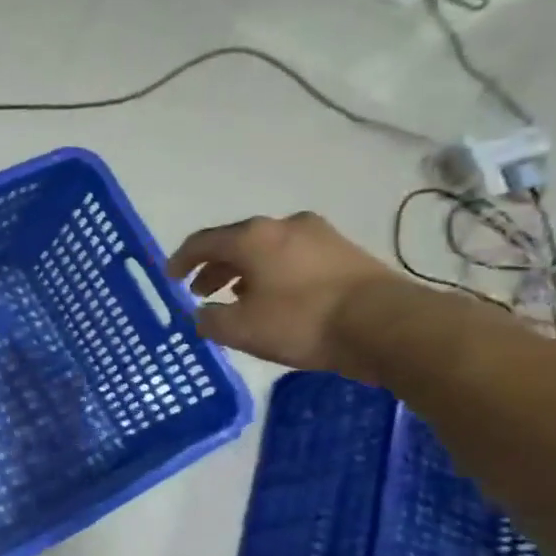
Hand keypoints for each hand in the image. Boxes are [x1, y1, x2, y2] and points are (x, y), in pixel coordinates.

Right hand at [165, 213, 402, 371]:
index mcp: (252, 237)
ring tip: (237, 298)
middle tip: (202, 292)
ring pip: (267, 250)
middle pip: (237, 242)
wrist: (386, 324)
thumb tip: (202, 314)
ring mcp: (319, 236)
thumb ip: (210, 320)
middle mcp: (283, 225)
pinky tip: (275, 299)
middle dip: (215, 267)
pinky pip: (294, 259)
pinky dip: (274, 274)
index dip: (181, 260)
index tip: (170, 277)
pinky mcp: (345, 253)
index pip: (203, 241)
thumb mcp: (242, 329)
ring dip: (245, 272)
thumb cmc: (302, 321)